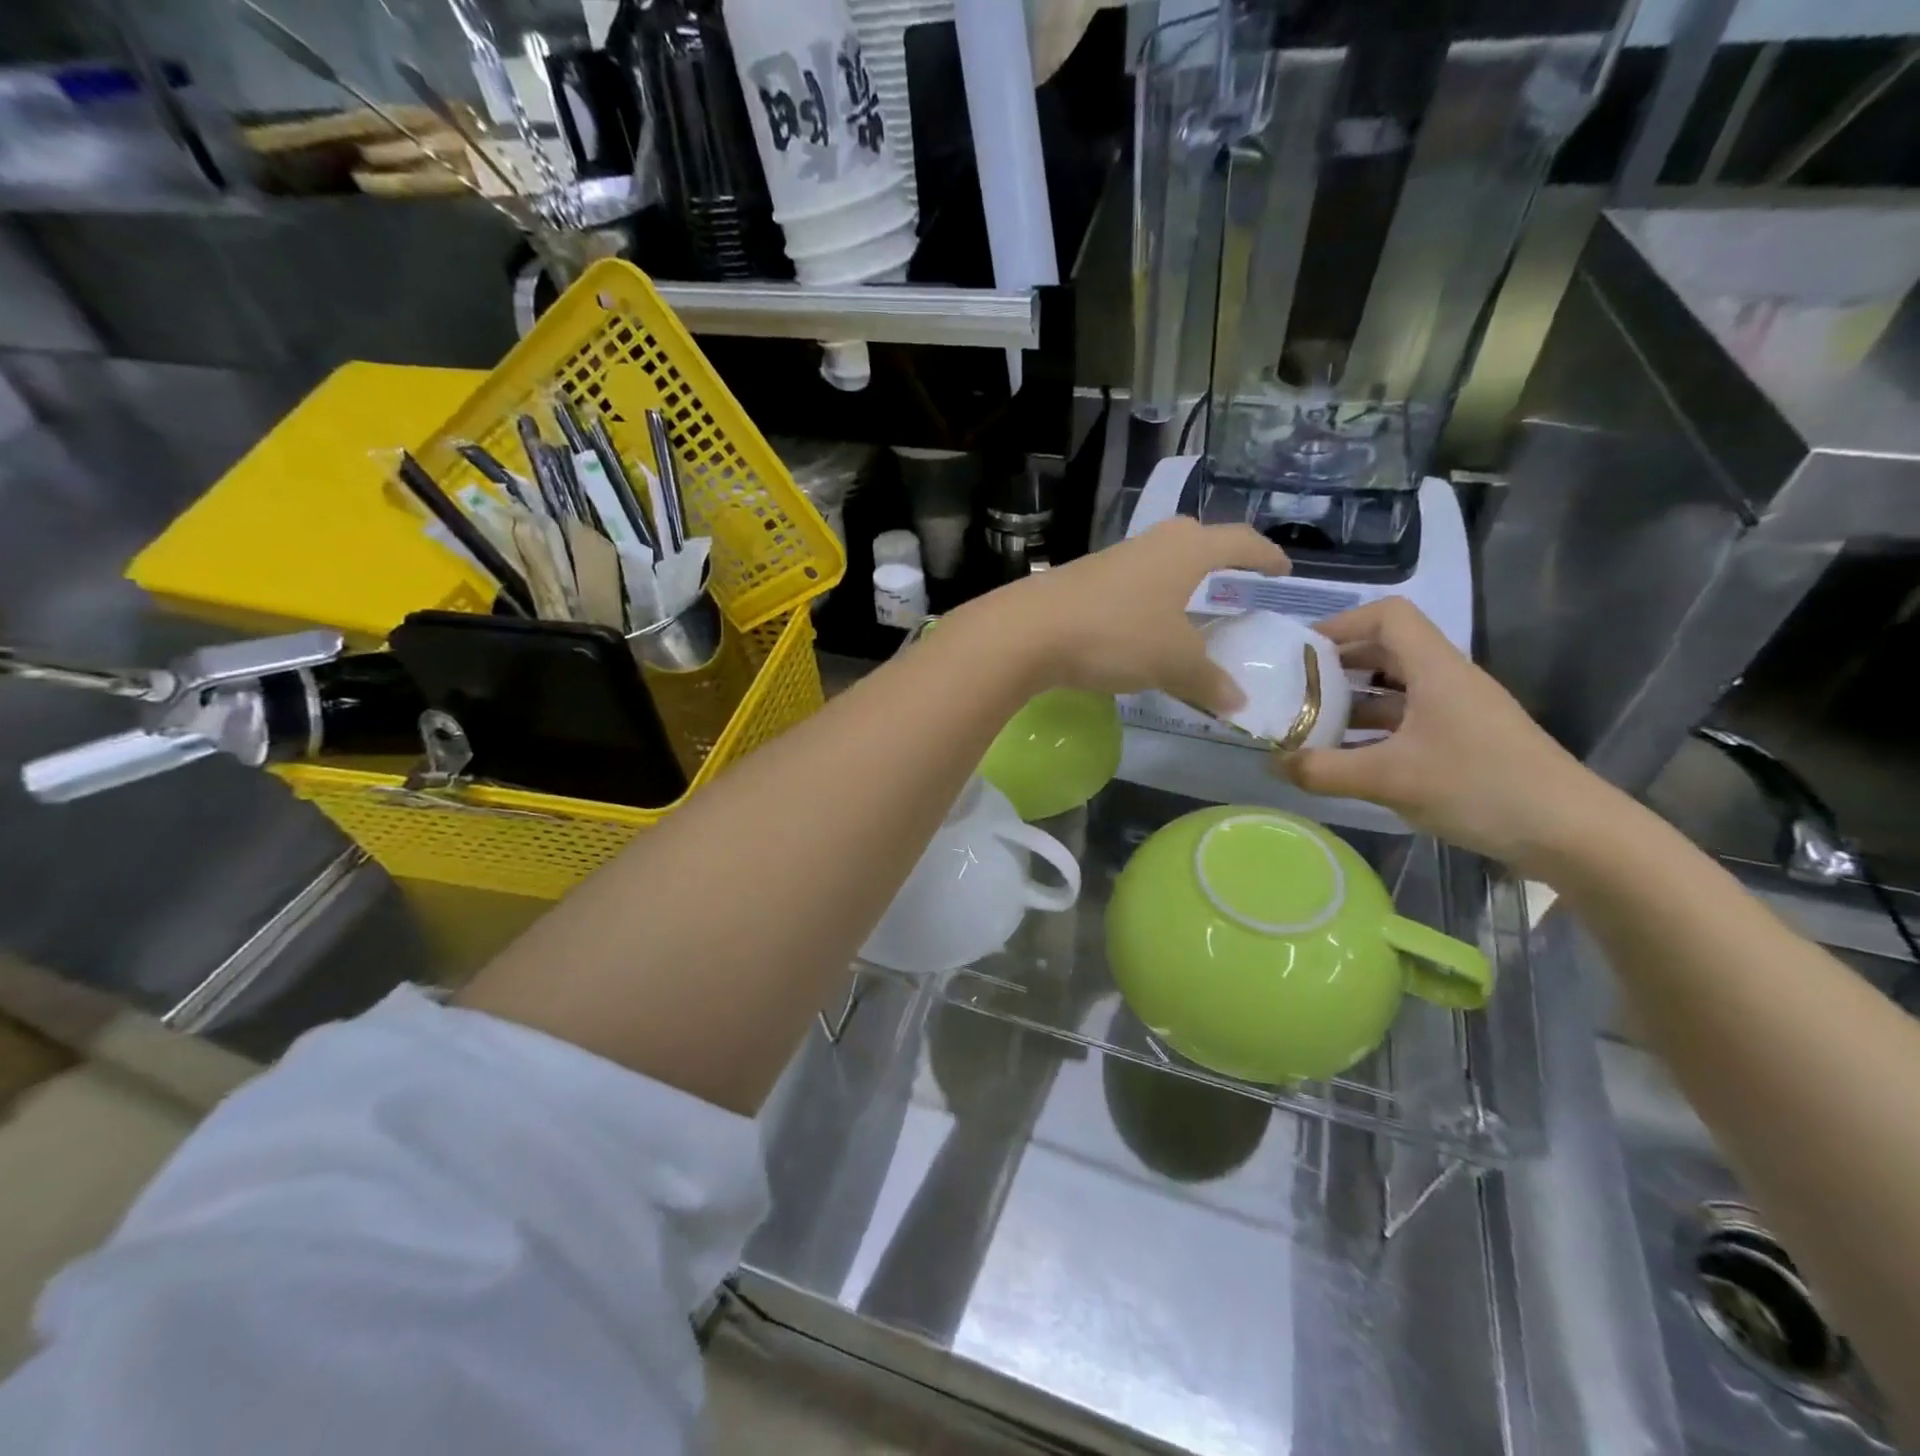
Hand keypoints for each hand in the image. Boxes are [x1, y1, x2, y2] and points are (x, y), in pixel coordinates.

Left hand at [964, 519, 1289, 713]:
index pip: (1238, 541)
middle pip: (1192, 538)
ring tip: (1185, 609)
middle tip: (1232, 579)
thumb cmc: (1117, 635)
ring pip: (1155, 560)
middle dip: (1216, 556)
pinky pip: (1126, 584)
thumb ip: (1208, 681)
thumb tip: (1237, 702)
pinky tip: (1137, 627)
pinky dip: (1143, 600)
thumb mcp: (1173, 663)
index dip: (1264, 554)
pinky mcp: (1079, 581)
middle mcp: (1149, 544)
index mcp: (1185, 551)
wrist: (1029, 631)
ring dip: (1174, 579)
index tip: (1282, 569)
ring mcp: (1110, 560)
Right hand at [1280, 597, 1621, 874]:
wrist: (1573, 833)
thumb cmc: (1480, 787)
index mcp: (1436, 669)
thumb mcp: (1389, 779)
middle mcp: (1448, 680)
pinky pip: (1409, 721)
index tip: (1302, 652)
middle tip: (1294, 691)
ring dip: (1353, 703)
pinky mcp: (1465, 742)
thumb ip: (1324, 770)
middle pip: (1387, 651)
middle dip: (1337, 667)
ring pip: (1396, 690)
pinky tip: (1348, 758)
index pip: (1388, 616)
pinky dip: (1374, 731)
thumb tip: (1274, 763)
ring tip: (1311, 727)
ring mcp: (1459, 712)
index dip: (1342, 623)